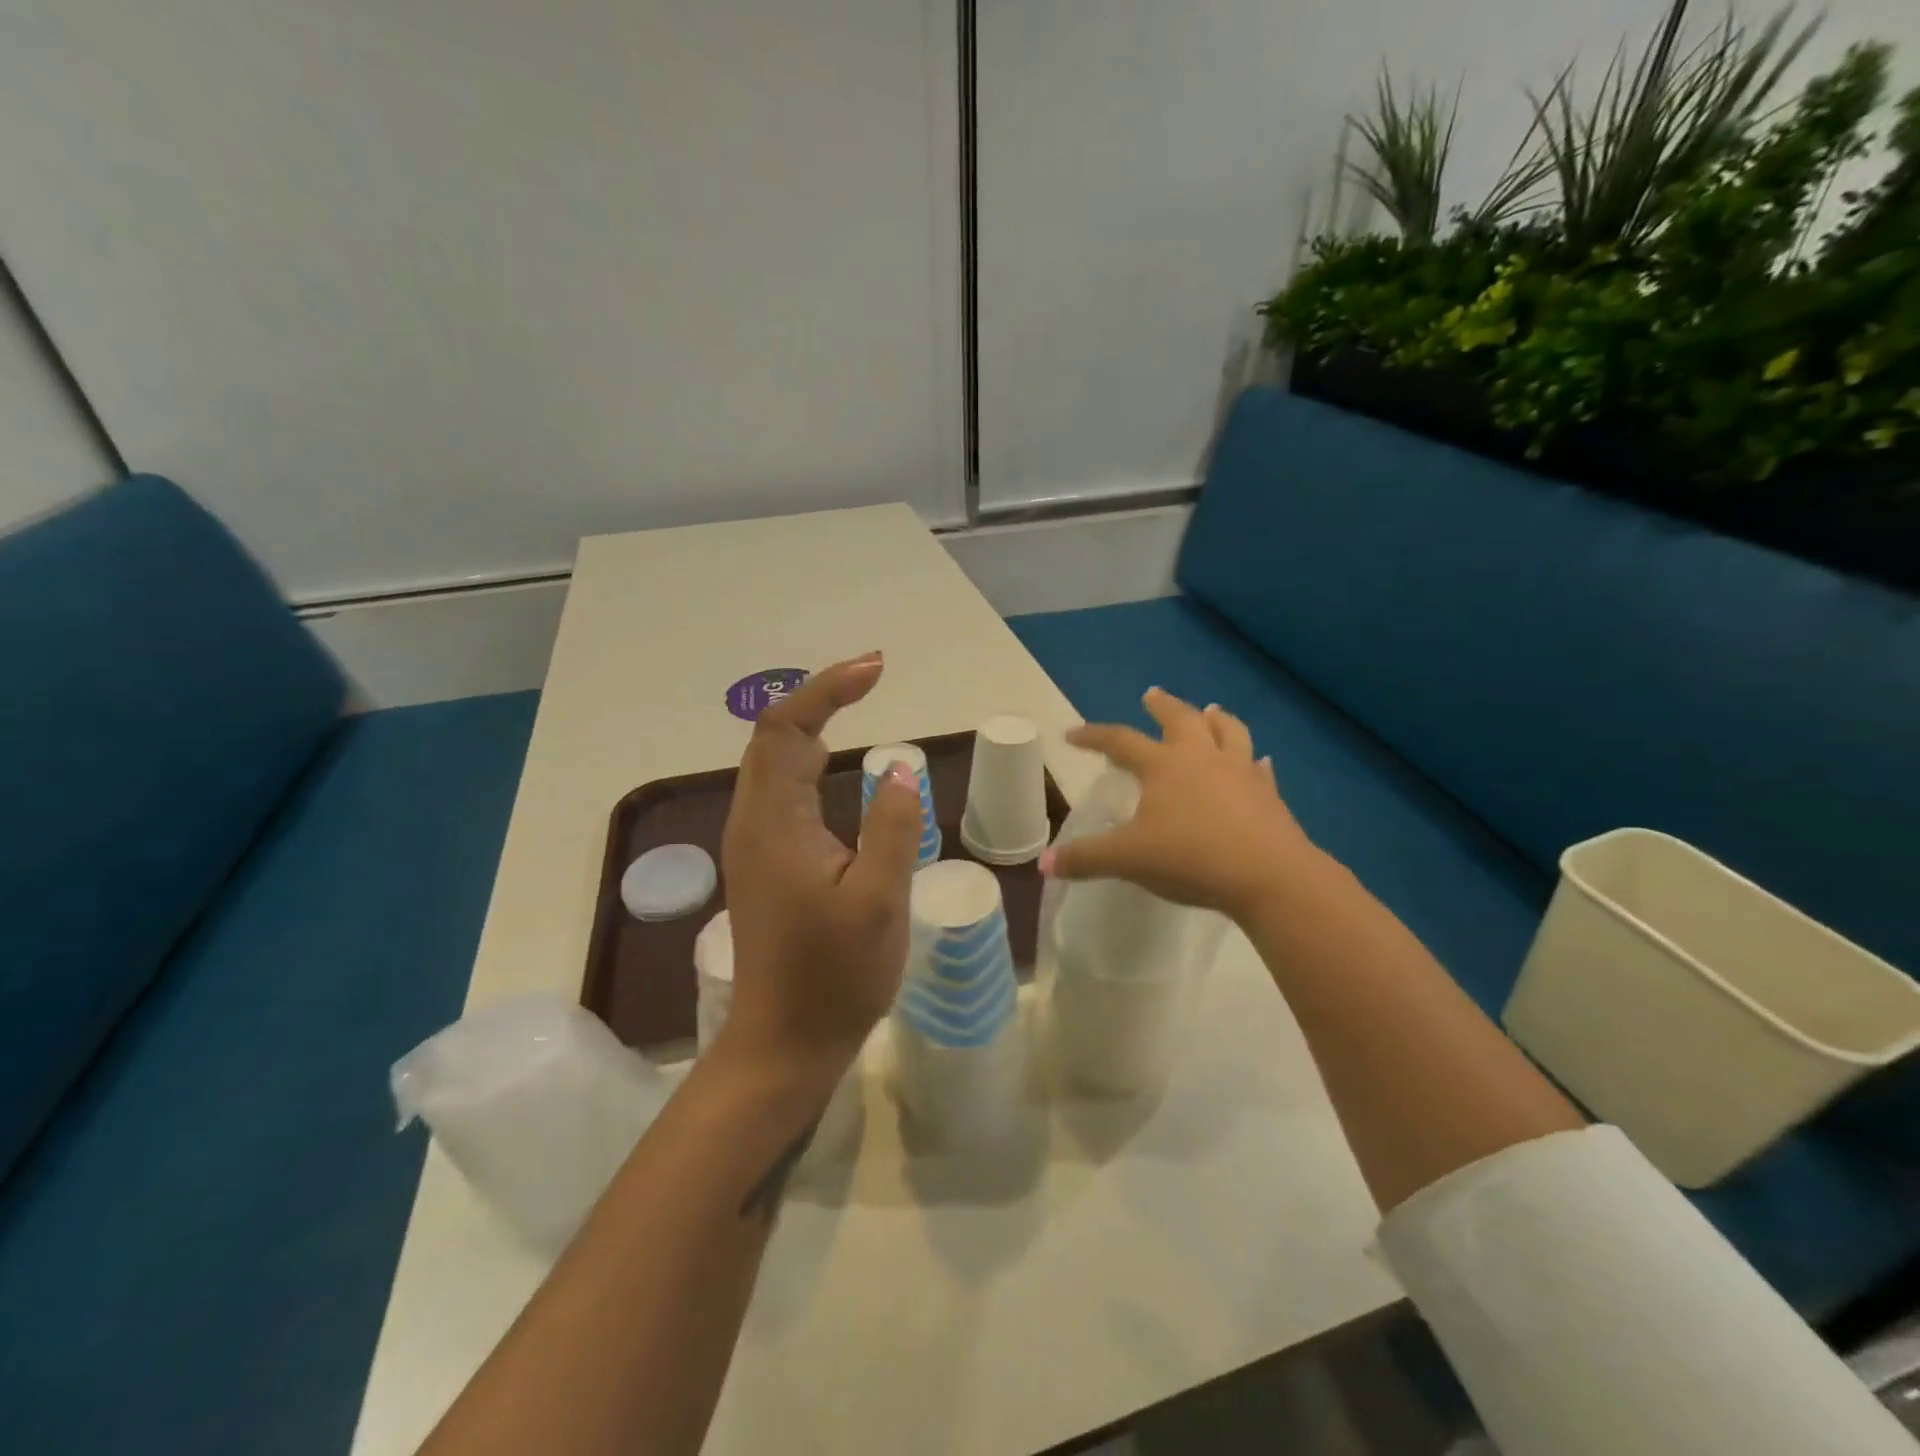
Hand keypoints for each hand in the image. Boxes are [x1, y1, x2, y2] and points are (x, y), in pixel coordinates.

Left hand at [718, 653, 922, 1076]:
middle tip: (874, 677)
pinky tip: (835, 764)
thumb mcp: (880, 901)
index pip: (789, 729)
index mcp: (774, 823)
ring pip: (773, 761)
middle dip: (820, 696)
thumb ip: (891, 828)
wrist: (785, 1042)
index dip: (828, 689)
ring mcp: (753, 842)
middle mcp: (752, 821)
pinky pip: (779, 789)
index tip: (877, 669)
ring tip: (859, 703)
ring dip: (812, 724)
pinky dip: (807, 758)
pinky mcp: (762, 861)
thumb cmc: (835, 977)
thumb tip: (896, 769)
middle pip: (774, 736)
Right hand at [1041, 687, 1323, 923]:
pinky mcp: (1268, 794)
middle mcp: (1201, 757)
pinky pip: (1259, 769)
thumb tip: (1044, 864)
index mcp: (1163, 766)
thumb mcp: (1128, 860)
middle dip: (1162, 706)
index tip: (1073, 734)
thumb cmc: (1191, 858)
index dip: (1094, 736)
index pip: (1120, 741)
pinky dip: (1253, 762)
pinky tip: (1258, 763)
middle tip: (1151, 695)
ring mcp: (1240, 772)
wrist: (1268, 876)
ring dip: (1216, 719)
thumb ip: (1086, 859)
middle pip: (1180, 719)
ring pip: (1228, 732)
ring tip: (1211, 711)